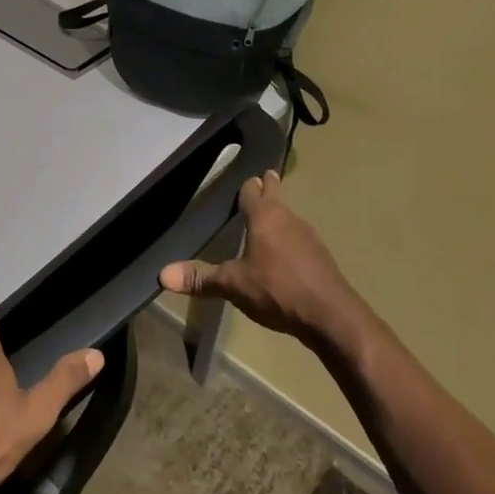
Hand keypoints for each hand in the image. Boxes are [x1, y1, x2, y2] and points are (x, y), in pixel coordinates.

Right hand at [159, 170, 365, 342]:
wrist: (332, 317)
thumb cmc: (278, 290)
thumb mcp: (233, 285)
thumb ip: (200, 278)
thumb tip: (162, 274)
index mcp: (265, 217)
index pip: (252, 190)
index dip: (246, 185)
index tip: (244, 176)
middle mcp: (288, 219)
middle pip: (276, 195)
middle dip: (268, 187)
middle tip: (261, 178)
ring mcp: (308, 237)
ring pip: (289, 216)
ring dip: (278, 214)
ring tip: (267, 217)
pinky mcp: (321, 257)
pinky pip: (300, 238)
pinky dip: (289, 237)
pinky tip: (283, 253)